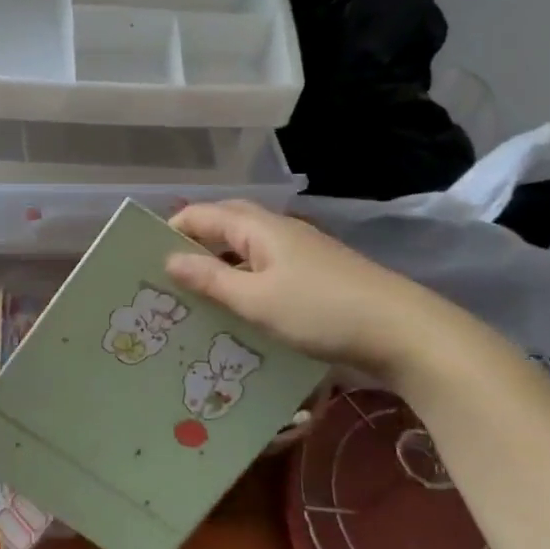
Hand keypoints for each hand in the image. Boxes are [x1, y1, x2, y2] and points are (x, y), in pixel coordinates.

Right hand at [165, 200, 472, 378]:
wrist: (405, 333)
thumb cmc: (322, 311)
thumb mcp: (257, 300)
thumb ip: (211, 279)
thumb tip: (169, 259)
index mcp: (258, 228)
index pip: (201, 215)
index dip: (170, 231)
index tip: (144, 260)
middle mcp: (277, 231)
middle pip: (224, 226)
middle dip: (193, 245)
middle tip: (167, 277)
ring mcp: (299, 253)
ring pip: (245, 250)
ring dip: (218, 266)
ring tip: (194, 297)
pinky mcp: (315, 276)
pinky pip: (265, 269)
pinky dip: (243, 282)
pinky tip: (237, 311)